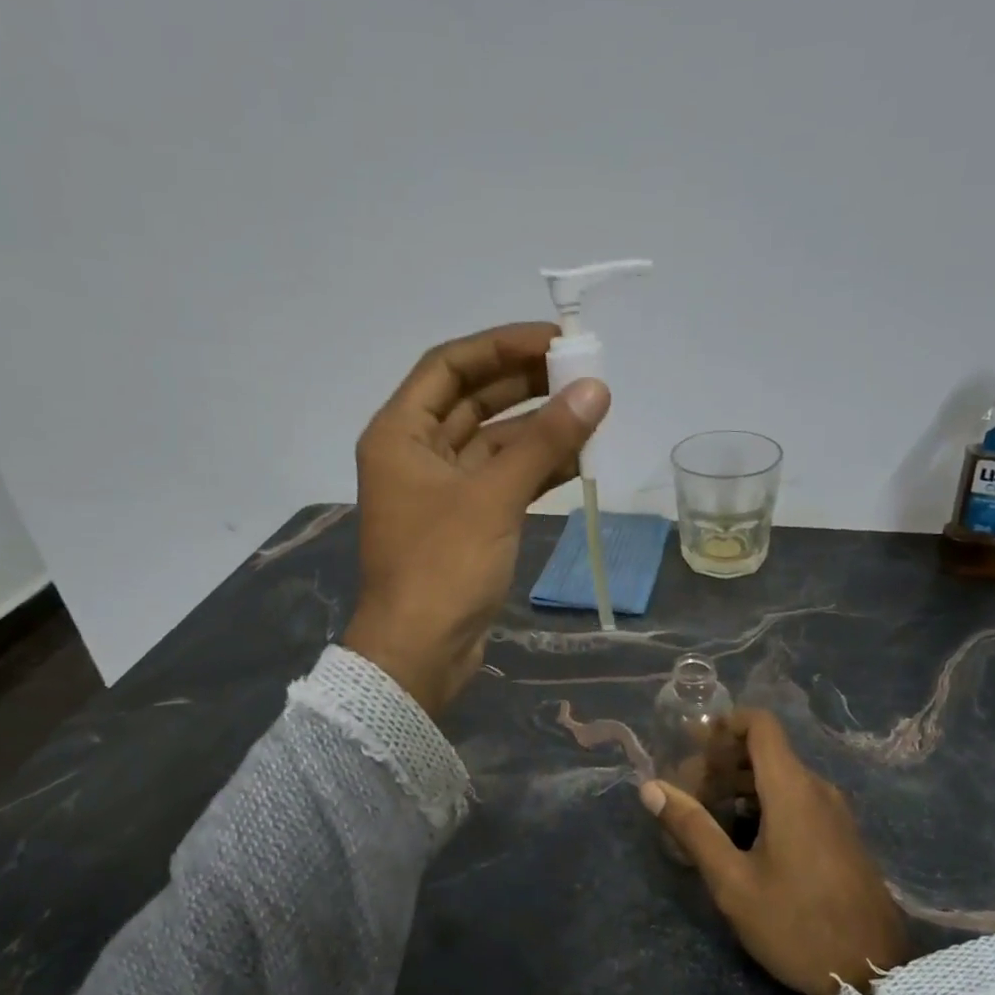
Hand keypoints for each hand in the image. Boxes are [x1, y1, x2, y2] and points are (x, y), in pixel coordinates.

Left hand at [343, 323, 609, 717]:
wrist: (420, 653)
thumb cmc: (443, 566)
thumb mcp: (494, 496)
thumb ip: (545, 440)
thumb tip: (595, 389)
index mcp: (399, 433)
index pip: (449, 365)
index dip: (501, 346)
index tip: (555, 342)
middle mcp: (415, 453)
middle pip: (472, 399)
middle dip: (526, 383)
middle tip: (582, 372)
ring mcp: (441, 489)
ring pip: (493, 441)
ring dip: (538, 427)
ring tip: (591, 411)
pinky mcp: (465, 520)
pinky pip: (503, 478)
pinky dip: (536, 467)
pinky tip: (579, 457)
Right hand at [642, 710, 911, 994]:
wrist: (876, 976)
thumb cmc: (797, 924)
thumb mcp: (733, 882)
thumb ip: (692, 828)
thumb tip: (651, 787)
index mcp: (791, 788)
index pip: (760, 724)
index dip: (724, 724)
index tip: (692, 747)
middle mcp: (816, 789)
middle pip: (764, 751)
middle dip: (721, 762)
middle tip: (687, 793)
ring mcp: (833, 813)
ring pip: (779, 777)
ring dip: (739, 786)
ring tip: (707, 818)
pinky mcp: (841, 836)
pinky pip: (796, 799)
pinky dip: (763, 803)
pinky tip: (742, 839)